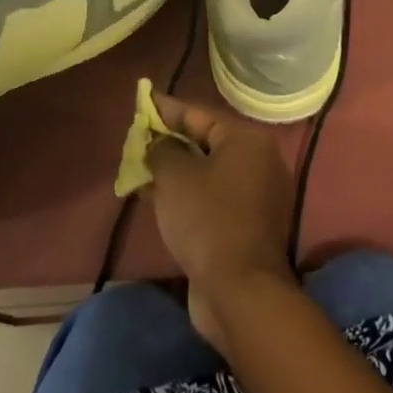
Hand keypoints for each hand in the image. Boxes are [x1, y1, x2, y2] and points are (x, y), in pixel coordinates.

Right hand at [144, 95, 293, 350]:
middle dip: (167, 141)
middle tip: (136, 137)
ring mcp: (254, 196)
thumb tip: (157, 143)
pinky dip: (184, 194)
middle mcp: (256, 162)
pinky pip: (209, 198)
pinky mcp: (245, 225)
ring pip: (204, 172)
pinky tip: (153, 197)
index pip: (199, 114)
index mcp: (246, 140)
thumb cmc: (208, 220)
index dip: (166, 108)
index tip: (142, 100)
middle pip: (204, 142)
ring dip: (172, 170)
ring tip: (138, 167)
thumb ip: (161, 149)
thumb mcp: (175, 176)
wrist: (240, 292)